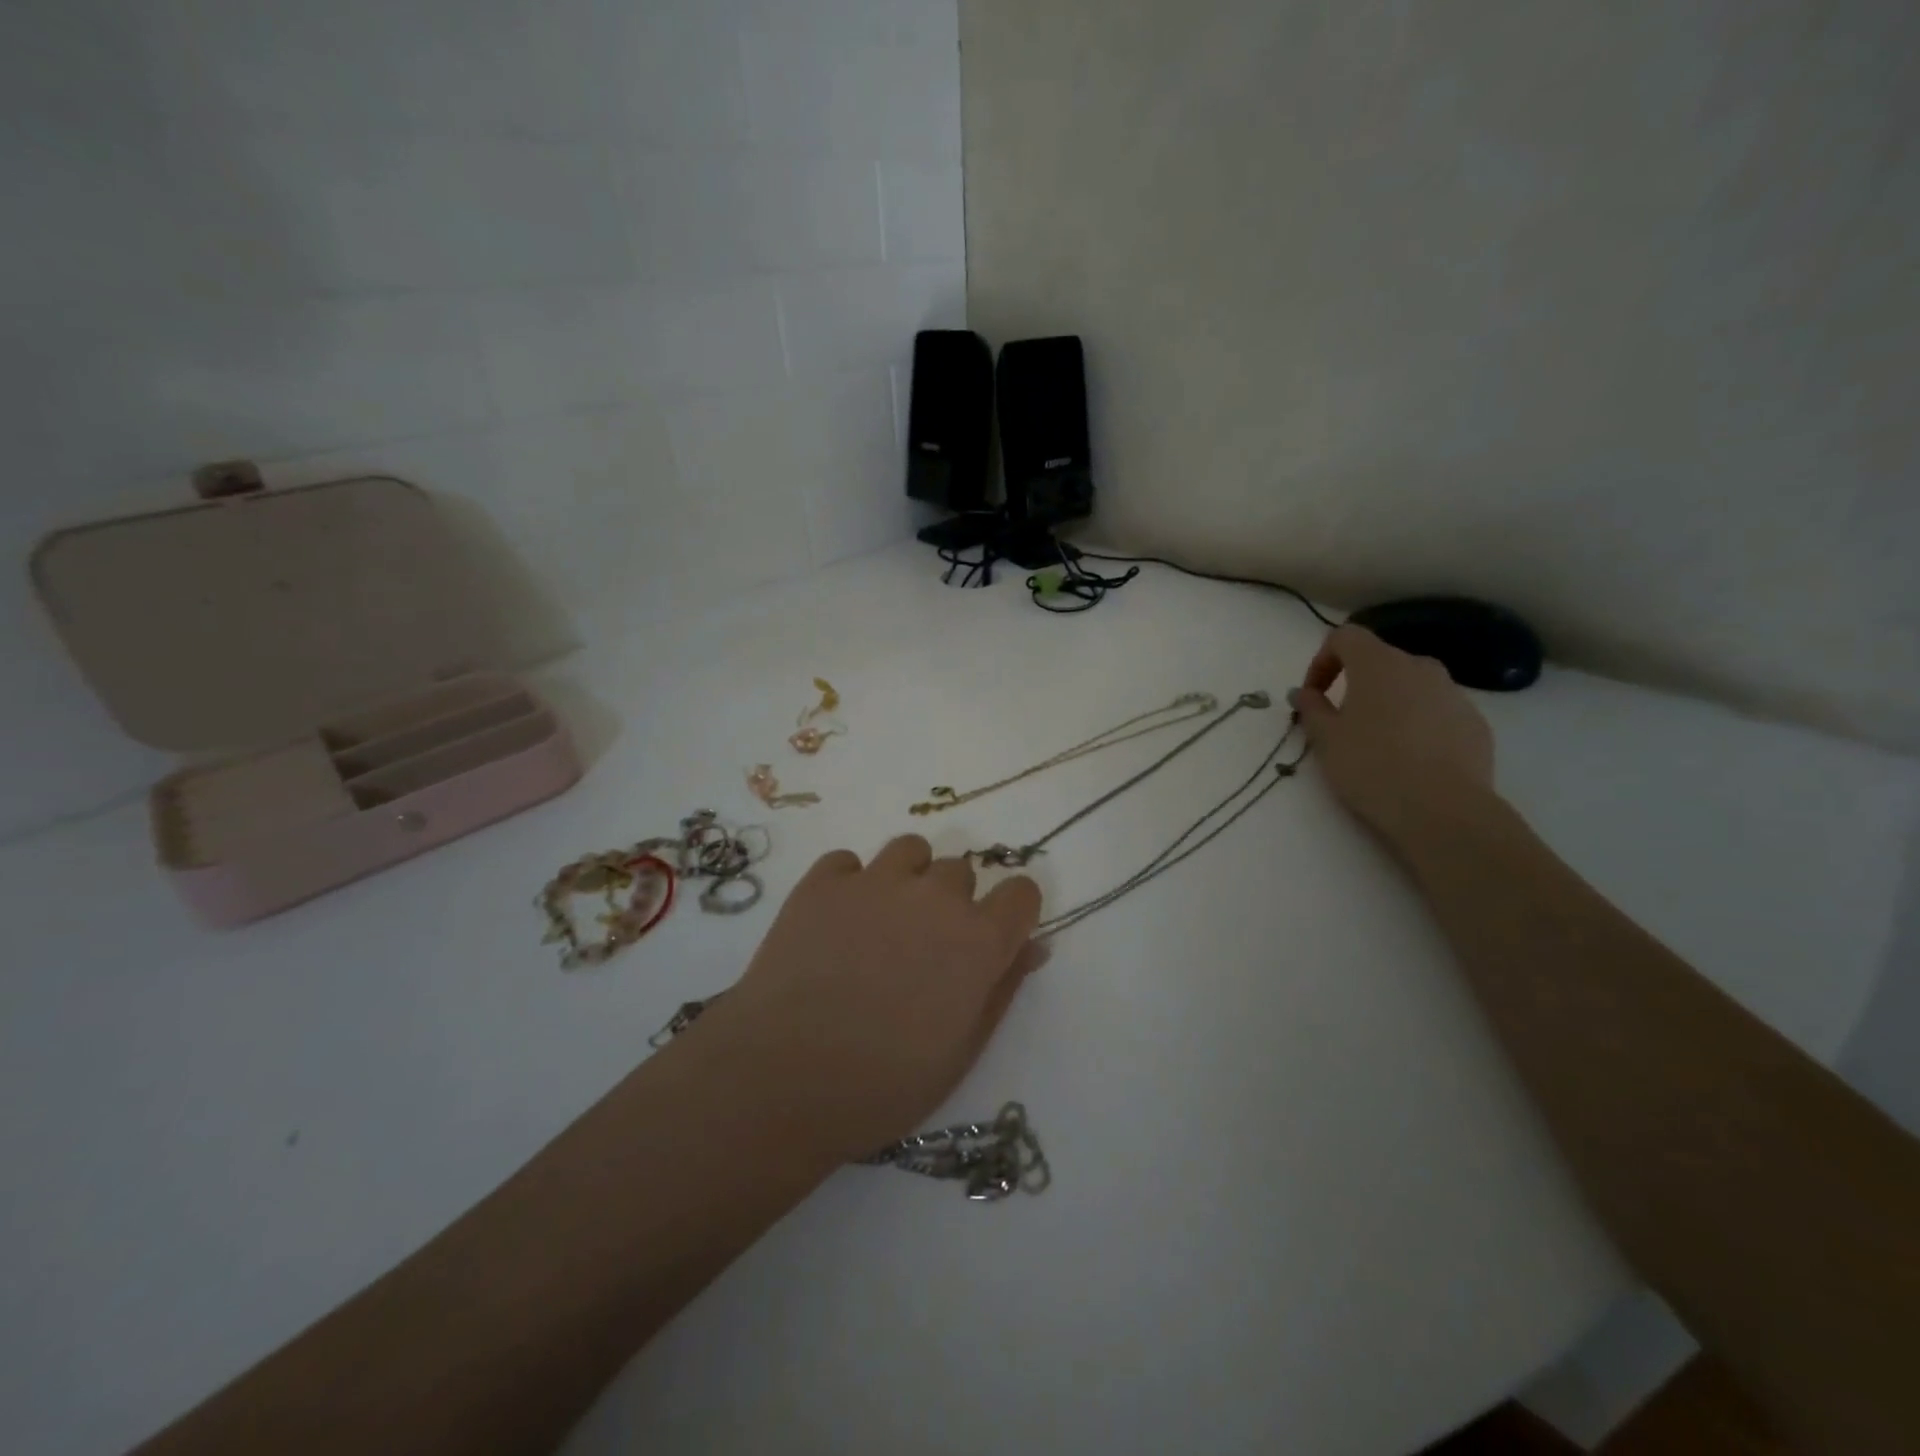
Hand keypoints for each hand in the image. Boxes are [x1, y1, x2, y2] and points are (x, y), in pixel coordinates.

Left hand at [695, 836, 1042, 1160]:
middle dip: (953, 903)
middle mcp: (933, 896)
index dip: (1012, 913)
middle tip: (923, 950)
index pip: (1021, 892)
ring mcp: (875, 881)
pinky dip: (850, 884)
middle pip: (961, 871)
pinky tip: (835, 924)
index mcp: (977, 940)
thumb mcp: (961, 1051)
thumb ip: (1002, 989)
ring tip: (883, 923)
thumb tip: (1034, 946)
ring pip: (910, 850)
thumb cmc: (882, 1084)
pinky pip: (849, 862)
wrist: (780, 1079)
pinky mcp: (822, 882)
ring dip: (908, 879)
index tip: (994, 938)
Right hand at [1290, 624, 1496, 850]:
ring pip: (1412, 686)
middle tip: (1342, 721)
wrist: (1442, 809)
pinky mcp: (1475, 722)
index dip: (1322, 660)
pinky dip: (1418, 724)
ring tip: (1378, 742)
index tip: (1313, 694)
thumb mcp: (1326, 739)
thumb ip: (1311, 709)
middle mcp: (1419, 667)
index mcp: (1378, 664)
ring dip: (1389, 703)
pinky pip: (1437, 711)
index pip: (1345, 637)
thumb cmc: (1371, 766)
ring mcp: (1453, 693)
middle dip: (1357, 683)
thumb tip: (1304, 692)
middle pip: (1380, 660)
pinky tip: (1410, 759)